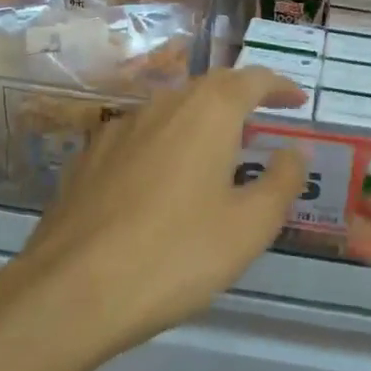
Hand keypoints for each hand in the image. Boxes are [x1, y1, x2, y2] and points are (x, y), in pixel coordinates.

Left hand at [13, 68, 309, 361]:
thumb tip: (295, 150)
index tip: (297, 100)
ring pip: (170, 113)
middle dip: (240, 101)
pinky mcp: (88, 159)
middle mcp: (160, 107)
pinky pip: (139, 139)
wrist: (72, 290)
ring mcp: (117, 130)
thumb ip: (282, 180)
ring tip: (217, 155)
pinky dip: (164, 147)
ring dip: (200, 124)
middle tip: (262, 125)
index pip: (251, 79)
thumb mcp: (250, 225)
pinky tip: (163, 183)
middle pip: (208, 90)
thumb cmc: (177, 253)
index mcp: (206, 112)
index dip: (278, 87)